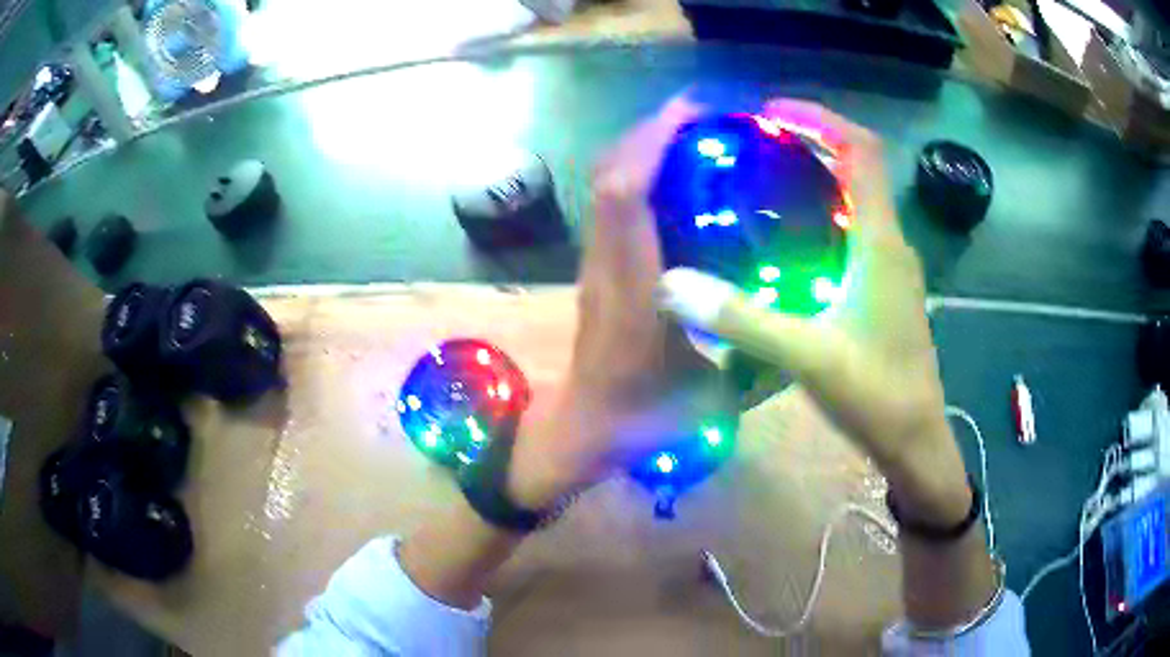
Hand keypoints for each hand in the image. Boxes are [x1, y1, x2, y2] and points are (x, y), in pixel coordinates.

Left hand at [507, 96, 728, 507]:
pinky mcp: (598, 267)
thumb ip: (753, 368)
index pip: (625, 201)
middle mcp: (606, 267)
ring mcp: (596, 264)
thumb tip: (799, 332)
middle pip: (610, 176)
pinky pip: (613, 204)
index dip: (651, 146)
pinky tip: (679, 173)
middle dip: (651, 132)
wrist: (584, 429)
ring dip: (644, 147)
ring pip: (606, 185)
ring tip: (695, 131)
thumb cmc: (643, 422)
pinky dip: (640, 172)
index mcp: (634, 295)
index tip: (693, 114)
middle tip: (705, 113)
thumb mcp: (709, 402)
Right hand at [655, 100, 969, 525]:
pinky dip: (822, 219)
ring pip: (857, 202)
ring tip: (763, 181)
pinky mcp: (884, 292)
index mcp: (880, 242)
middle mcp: (890, 244)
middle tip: (755, 144)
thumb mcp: (809, 356)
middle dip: (811, 143)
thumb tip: (672, 285)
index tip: (772, 112)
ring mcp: (890, 270)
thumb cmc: (877, 395)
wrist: (915, 442)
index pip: (862, 151)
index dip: (821, 119)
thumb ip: (743, 320)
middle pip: (858, 169)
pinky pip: (854, 234)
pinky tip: (786, 242)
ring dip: (817, 180)